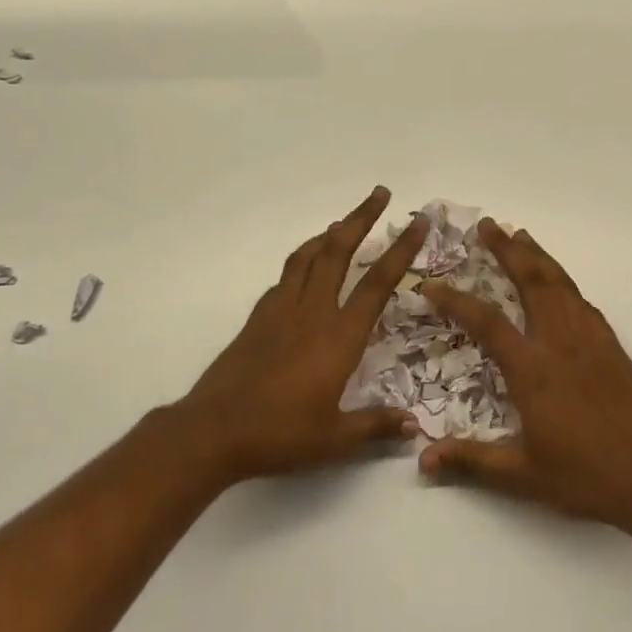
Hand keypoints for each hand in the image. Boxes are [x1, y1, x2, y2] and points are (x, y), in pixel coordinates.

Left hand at [175, 187, 427, 485]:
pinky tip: (306, 266)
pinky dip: (303, 258)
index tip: (417, 222)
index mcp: (340, 336)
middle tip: (380, 193)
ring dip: (330, 232)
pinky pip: (287, 274)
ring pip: (309, 255)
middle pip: (339, 251)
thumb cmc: (280, 433)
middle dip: (362, 218)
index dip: (401, 250)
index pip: (377, 283)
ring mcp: (282, 309)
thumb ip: (375, 426)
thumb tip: (413, 426)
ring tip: (344, 221)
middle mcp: (313, 311)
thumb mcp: (334, 439)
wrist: (214, 430)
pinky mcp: (259, 316)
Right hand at [419, 220, 631, 534]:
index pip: (487, 322)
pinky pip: (584, 302)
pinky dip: (566, 283)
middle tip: (489, 225)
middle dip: (507, 250)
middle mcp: (559, 343)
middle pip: (531, 282)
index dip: (457, 301)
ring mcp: (589, 340)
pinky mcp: (611, 346)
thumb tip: (423, 461)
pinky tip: (560, 282)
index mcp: (532, 370)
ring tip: (520, 235)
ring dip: (538, 256)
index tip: (432, 285)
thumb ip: (472, 461)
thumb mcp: (521, 475)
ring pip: (560, 284)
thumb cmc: (582, 476)